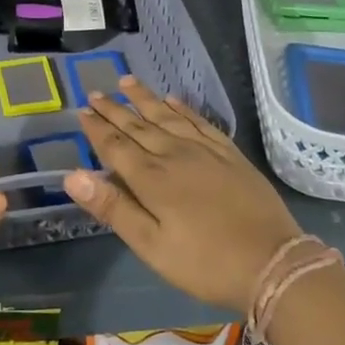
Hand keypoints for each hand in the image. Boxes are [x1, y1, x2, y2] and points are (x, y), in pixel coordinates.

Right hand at [64, 78, 303, 313]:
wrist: (271, 261)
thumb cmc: (203, 262)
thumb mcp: (151, 245)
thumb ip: (113, 207)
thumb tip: (72, 176)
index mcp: (151, 178)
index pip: (115, 145)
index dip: (96, 128)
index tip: (81, 111)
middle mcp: (174, 154)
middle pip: (138, 125)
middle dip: (114, 109)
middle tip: (95, 92)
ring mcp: (205, 150)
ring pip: (167, 116)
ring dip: (145, 99)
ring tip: (127, 81)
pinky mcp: (229, 153)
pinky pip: (199, 121)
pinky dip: (183, 108)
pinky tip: (173, 100)